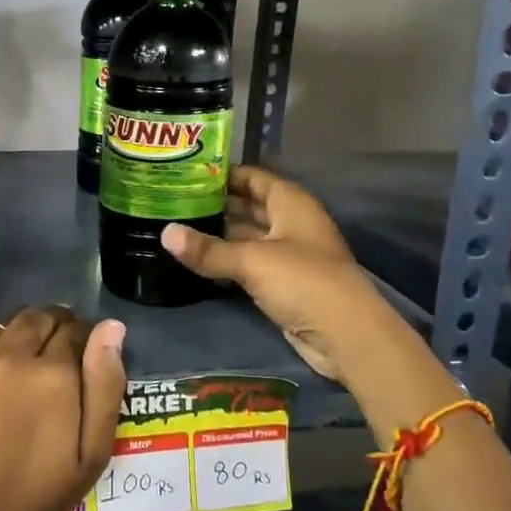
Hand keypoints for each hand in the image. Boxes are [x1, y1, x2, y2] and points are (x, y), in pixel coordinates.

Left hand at [0, 306, 126, 510]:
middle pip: (37, 317)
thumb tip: (111, 327)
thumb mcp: (89, 455)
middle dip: (51, 330)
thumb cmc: (32, 496)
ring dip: (14, 343)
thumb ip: (105, 385)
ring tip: (12, 378)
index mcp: (51, 373)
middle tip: (49, 361)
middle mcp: (8, 353)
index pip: (75, 329)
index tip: (80, 356)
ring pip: (1, 329)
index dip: (82, 339)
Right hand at [161, 165, 375, 383]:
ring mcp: (289, 254)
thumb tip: (165, 233)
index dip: (223, 174)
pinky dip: (227, 260)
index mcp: (290, 203)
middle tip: (173, 202)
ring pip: (247, 236)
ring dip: (219, 234)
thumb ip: (208, 249)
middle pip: (249, 206)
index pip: (253, 177)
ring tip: (178, 228)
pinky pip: (249, 263)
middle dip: (215, 204)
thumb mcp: (251, 261)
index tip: (186, 174)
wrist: (346, 336)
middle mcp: (291, 223)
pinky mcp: (284, 283)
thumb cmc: (303, 281)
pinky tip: (198, 260)